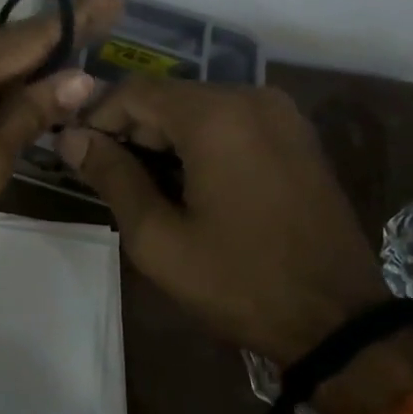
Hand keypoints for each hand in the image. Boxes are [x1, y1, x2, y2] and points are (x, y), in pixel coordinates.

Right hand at [58, 82, 383, 363]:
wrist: (341, 321)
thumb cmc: (242, 281)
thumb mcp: (160, 240)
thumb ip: (112, 177)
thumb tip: (71, 139)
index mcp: (215, 115)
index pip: (134, 92)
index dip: (98, 119)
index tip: (79, 155)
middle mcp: (249, 96)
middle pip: (168, 96)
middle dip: (133, 131)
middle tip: (113, 179)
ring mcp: (279, 111)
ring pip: (199, 106)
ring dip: (167, 137)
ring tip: (151, 186)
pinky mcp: (296, 131)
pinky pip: (232, 119)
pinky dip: (202, 140)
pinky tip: (195, 182)